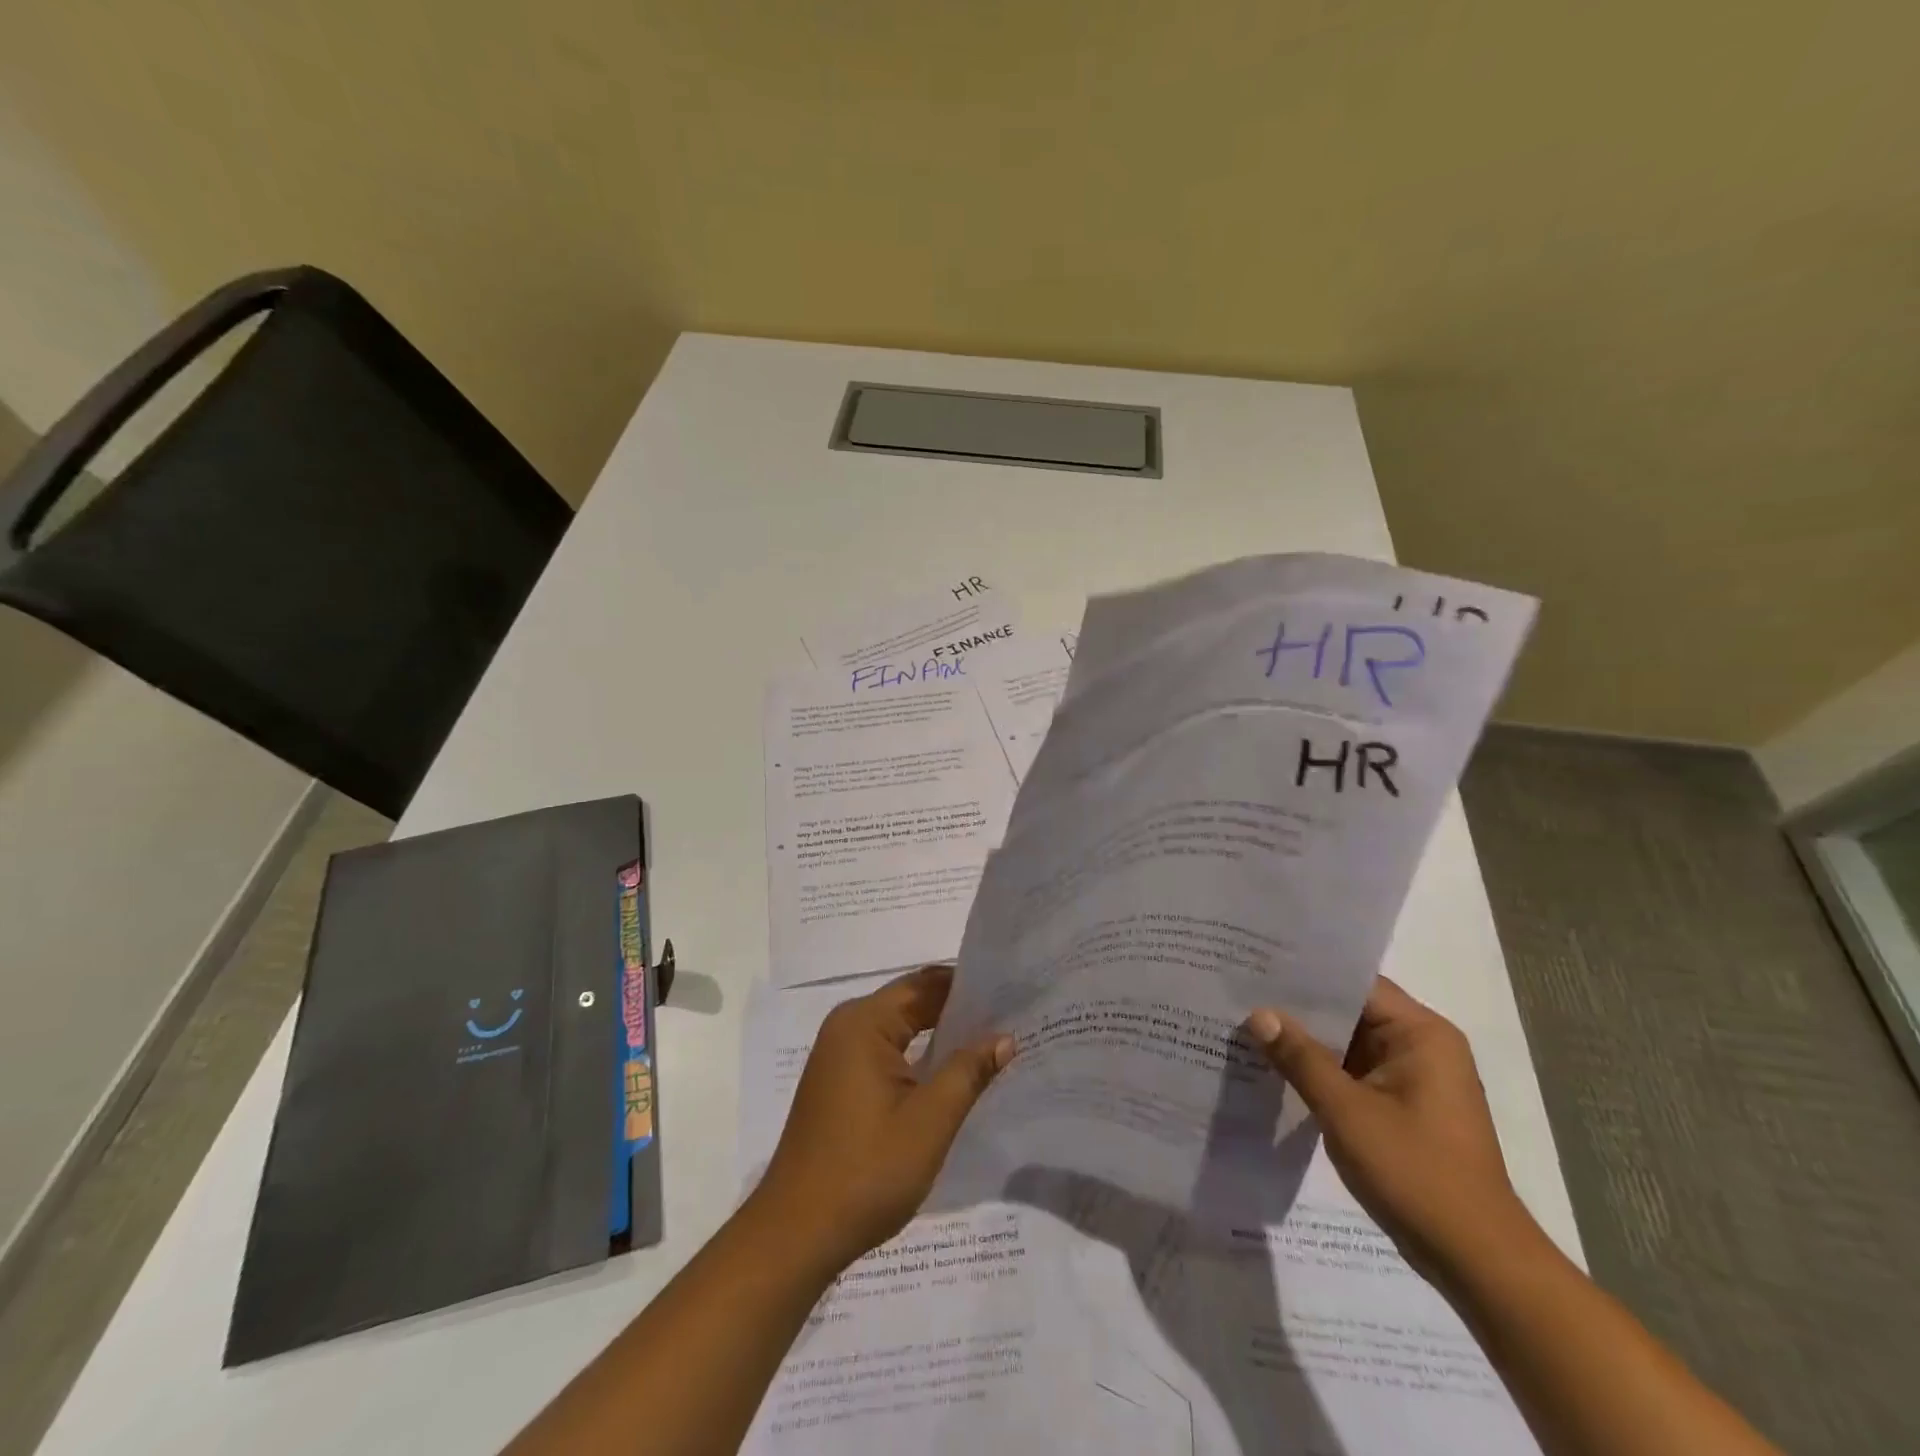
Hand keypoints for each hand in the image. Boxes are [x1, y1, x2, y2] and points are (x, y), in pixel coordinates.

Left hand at [752, 966, 1014, 1272]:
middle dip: (957, 1009)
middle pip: (911, 1002)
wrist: (796, 1234)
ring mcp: (838, 1054)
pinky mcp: (838, 1081)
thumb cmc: (866, 1172)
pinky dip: (918, 1055)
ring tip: (990, 1042)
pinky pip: (886, 1050)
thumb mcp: (929, 1121)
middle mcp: (847, 1026)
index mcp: (864, 1022)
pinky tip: (949, 1072)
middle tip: (1009, 1018)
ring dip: (939, 1034)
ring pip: (900, 1027)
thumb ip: (969, 1071)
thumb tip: (1005, 1037)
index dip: (968, 986)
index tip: (1010, 993)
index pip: (925, 984)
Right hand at [1245, 977, 1538, 1283]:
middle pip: (1351, 1011)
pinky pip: (1355, 1072)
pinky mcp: (1404, 1108)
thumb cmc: (1417, 1174)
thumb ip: (1301, 1058)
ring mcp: (1414, 1080)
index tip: (1258, 965)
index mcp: (1422, 1034)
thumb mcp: (1347, 1112)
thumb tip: (1258, 1013)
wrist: (1478, 1262)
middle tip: (1242, 992)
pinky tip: (1277, 1068)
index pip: (1356, 984)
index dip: (1307, 974)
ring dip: (1308, 1041)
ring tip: (1248, 1024)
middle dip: (1300, 1008)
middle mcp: (1422, 1047)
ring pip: (1350, 1044)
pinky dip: (1322, 1070)